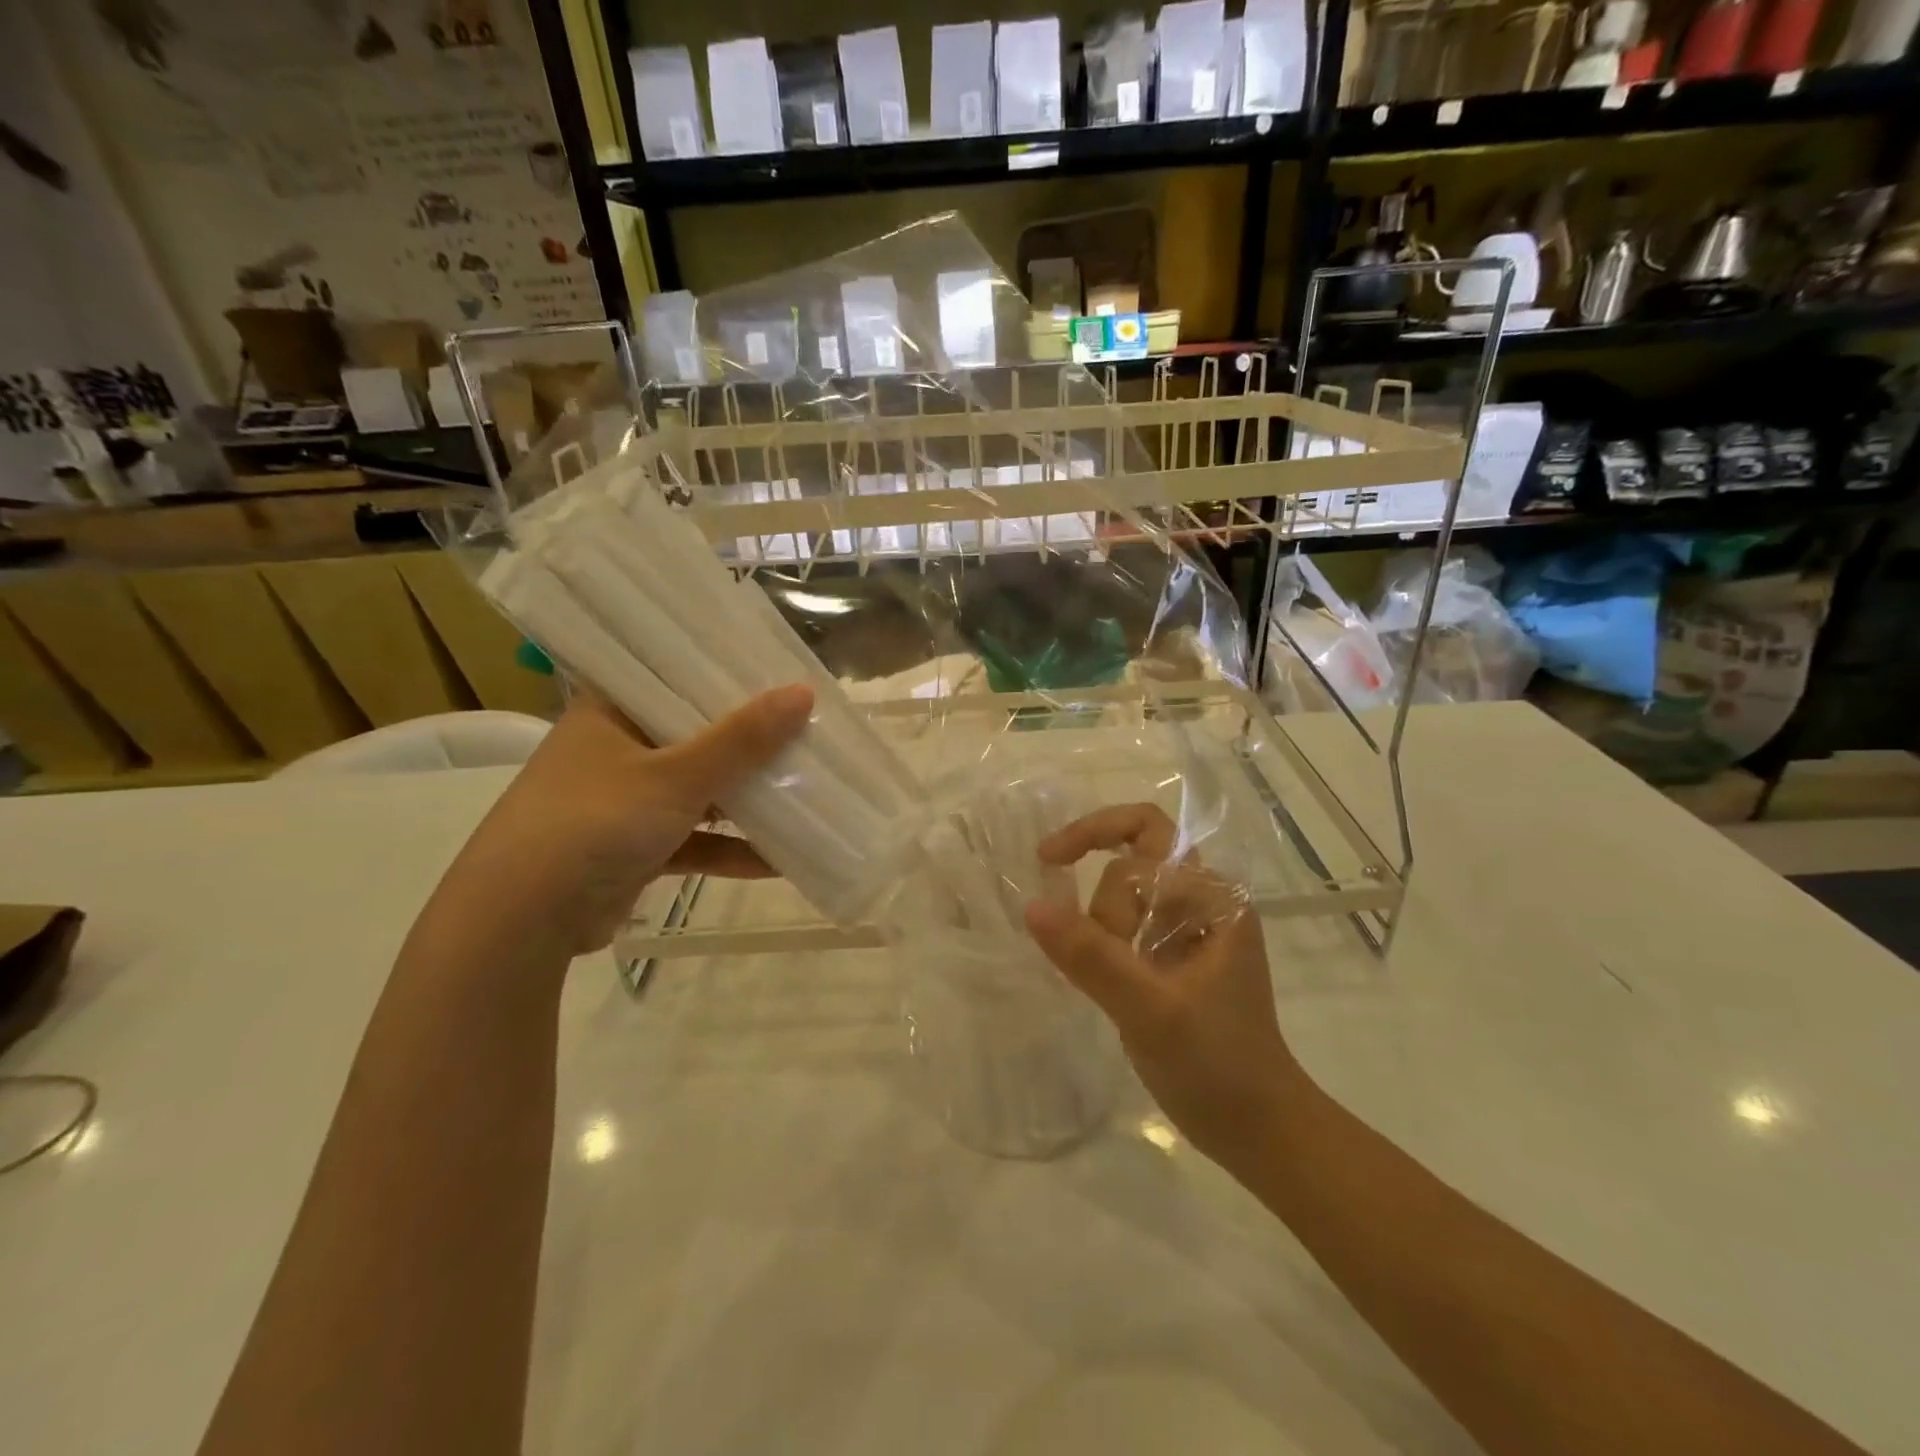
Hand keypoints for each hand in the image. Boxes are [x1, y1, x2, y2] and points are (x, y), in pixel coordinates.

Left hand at [436, 685, 813, 956]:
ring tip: (807, 791)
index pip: (673, 675)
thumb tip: (804, 693)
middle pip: (696, 734)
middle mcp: (617, 748)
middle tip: (807, 728)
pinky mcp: (635, 848)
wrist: (521, 921)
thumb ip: (742, 739)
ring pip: (699, 789)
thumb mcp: (676, 775)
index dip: (726, 673)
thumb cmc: (594, 822)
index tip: (779, 671)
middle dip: (750, 741)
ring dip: (746, 798)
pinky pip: (694, 839)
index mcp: (611, 711)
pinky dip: (729, 848)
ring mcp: (626, 801)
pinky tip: (780, 859)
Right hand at [1023, 803, 1299, 1160]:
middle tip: (1074, 929)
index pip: (1146, 835)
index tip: (1047, 861)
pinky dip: (1103, 939)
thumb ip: (1091, 957)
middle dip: (1101, 887)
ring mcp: (1190, 931)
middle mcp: (1205, 902)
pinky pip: (1128, 925)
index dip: (1093, 835)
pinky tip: (1095, 976)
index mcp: (1213, 898)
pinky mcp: (1174, 959)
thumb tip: (1032, 907)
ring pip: (1129, 893)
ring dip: (1102, 921)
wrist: (1259, 1132)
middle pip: (1137, 855)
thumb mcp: (1150, 1010)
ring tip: (1103, 977)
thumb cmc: (1217, 1067)